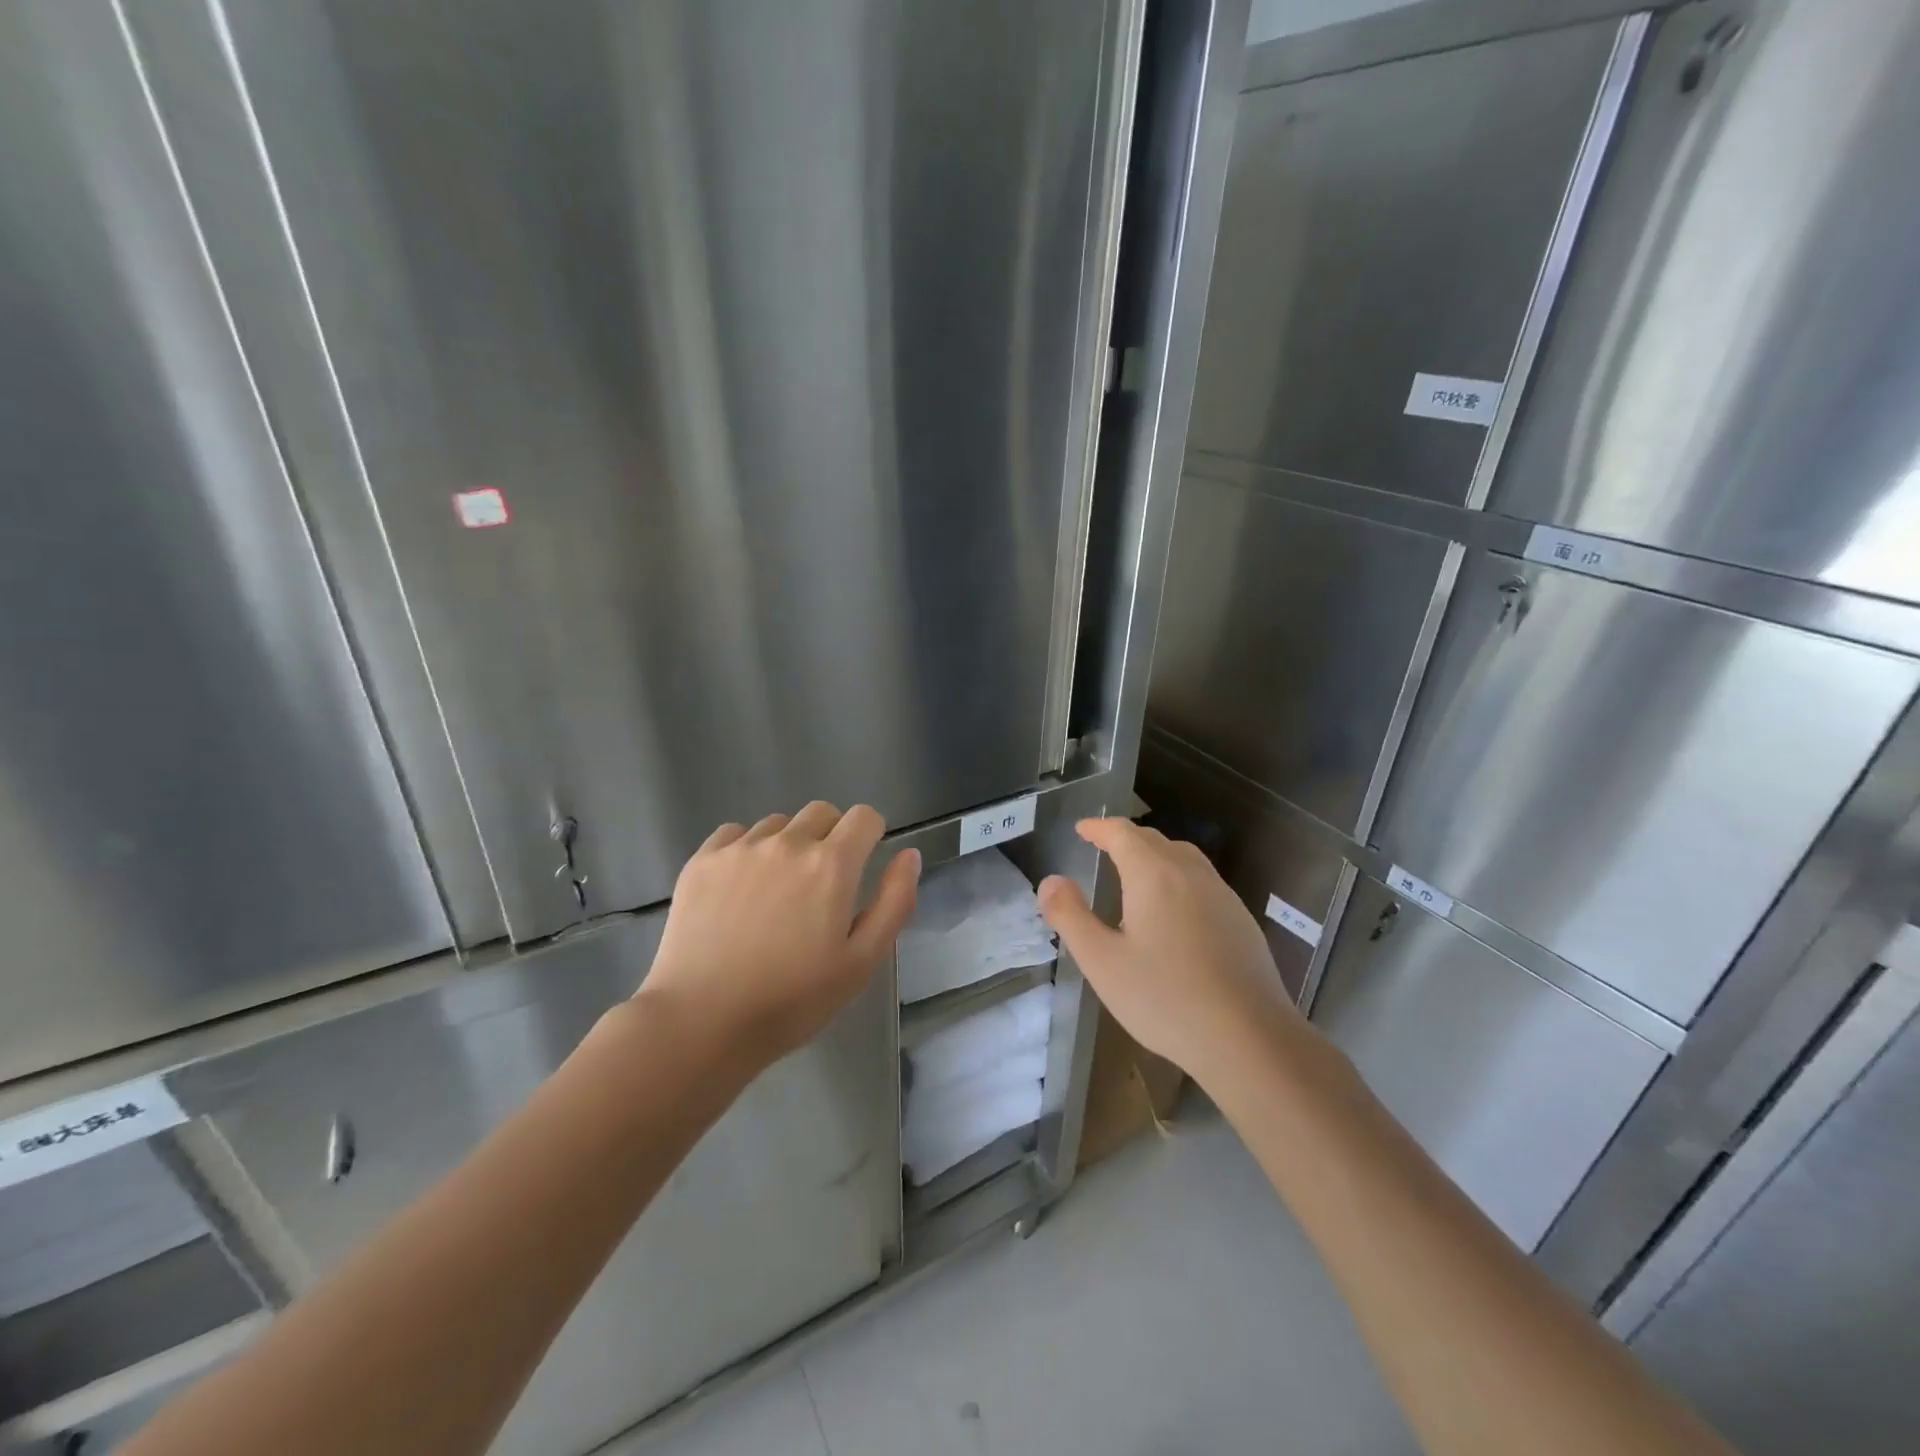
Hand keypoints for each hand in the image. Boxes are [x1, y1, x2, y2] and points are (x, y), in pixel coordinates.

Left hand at [641, 802, 920, 1070]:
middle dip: (832, 837)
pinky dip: (746, 850)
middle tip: (820, 886)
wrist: (701, 1023)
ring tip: (776, 892)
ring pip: (778, 824)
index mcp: (831, 865)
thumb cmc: (792, 1000)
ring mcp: (740, 848)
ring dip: (788, 845)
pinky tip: (739, 890)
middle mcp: (787, 843)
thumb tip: (909, 855)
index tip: (860, 869)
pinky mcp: (702, 861)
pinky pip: (734, 834)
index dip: (870, 837)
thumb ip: (894, 902)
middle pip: (822, 812)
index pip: (864, 817)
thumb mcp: (862, 962)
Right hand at [1038, 818, 1307, 1087]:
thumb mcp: (1102, 961)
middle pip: (1155, 840)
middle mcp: (1191, 874)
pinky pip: (1203, 882)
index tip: (1082, 829)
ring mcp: (1223, 896)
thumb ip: (1071, 916)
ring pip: (1184, 858)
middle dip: (1126, 838)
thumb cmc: (1165, 998)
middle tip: (1103, 847)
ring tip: (1137, 872)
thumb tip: (1050, 881)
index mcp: (1154, 875)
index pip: (1123, 833)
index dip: (1099, 828)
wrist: (1250, 1038)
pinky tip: (1175, 911)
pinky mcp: (1242, 921)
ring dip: (1156, 855)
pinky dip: (1179, 878)